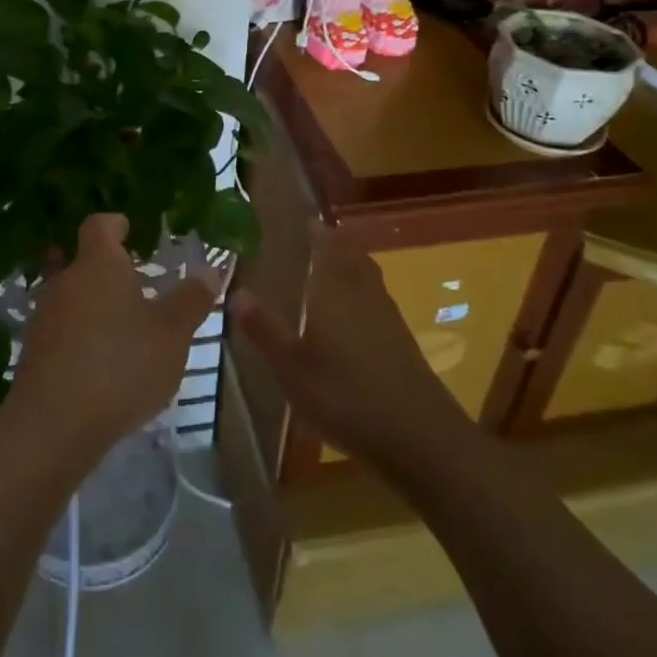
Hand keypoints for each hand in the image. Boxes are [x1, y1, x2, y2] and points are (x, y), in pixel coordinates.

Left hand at [11, 215, 218, 460]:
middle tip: (138, 281)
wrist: (54, 425)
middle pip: (82, 260)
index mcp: (98, 263)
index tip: (131, 229)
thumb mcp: (172, 334)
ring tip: (124, 323)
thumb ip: (192, 299)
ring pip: (72, 295)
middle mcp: (66, 280)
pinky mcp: (35, 351)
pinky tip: (102, 359)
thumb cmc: (121, 365)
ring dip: (94, 302)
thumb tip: (210, 269)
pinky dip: (81, 333)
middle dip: (107, 268)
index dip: (116, 223)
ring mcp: (45, 315)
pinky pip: (62, 328)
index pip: (100, 224)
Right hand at [229, 240, 459, 468]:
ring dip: (352, 265)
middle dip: (336, 244)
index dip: (317, 232)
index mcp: (336, 292)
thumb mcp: (293, 369)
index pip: (328, 248)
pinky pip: (378, 301)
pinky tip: (354, 315)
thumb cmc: (347, 398)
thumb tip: (236, 291)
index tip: (304, 218)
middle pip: (353, 258)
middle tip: (315, 237)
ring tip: (332, 266)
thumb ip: (265, 330)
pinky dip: (363, 293)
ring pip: (369, 278)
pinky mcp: (402, 343)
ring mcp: (389, 319)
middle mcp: (364, 295)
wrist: (421, 438)